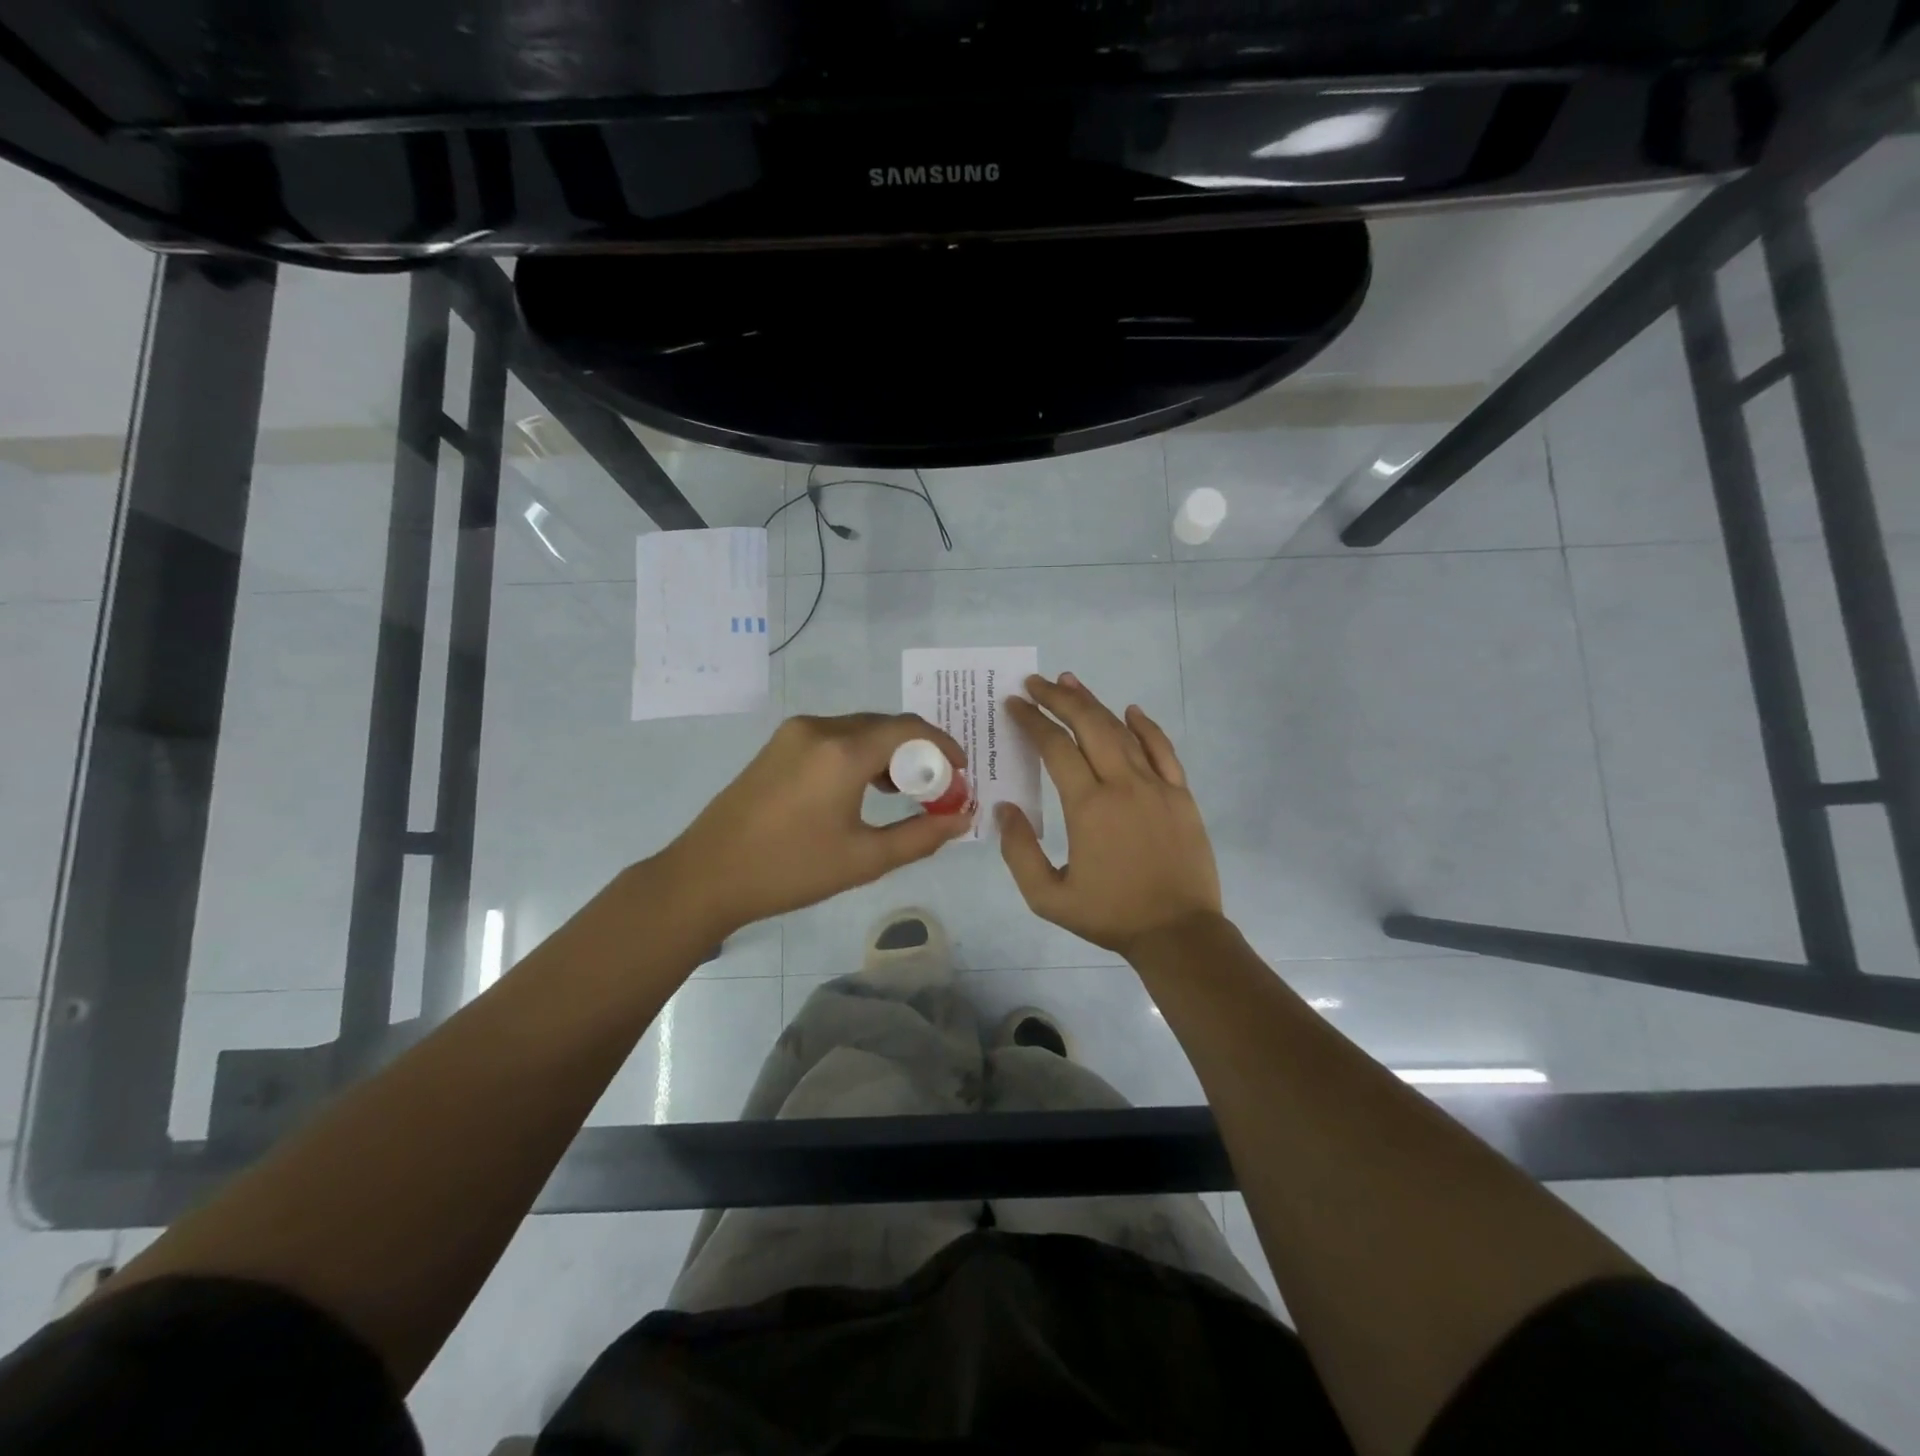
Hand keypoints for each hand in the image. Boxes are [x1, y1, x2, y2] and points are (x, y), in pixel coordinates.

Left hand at [654, 713, 972, 936]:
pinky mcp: (778, 744)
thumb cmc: (791, 870)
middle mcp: (820, 728)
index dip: (943, 746)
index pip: (910, 729)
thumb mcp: (864, 859)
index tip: (961, 773)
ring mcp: (794, 733)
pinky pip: (834, 736)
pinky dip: (859, 753)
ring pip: (859, 729)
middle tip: (935, 788)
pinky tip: (864, 787)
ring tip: (903, 792)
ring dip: (888, 752)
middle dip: (918, 751)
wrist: (707, 875)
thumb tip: (963, 819)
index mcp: (842, 751)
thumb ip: (921, 835)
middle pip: (885, 725)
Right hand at [998, 673, 1221, 956]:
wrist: (1178, 933)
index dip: (1032, 721)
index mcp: (1089, 806)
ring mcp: (1157, 786)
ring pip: (1122, 731)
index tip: (1015, 704)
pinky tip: (1131, 711)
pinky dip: (1145, 726)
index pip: (1055, 747)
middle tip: (1036, 683)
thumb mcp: (1048, 897)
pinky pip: (1162, 749)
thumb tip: (1004, 808)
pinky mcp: (1181, 795)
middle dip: (1059, 698)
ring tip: (1071, 683)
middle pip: (1088, 726)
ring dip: (1094, 704)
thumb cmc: (1110, 915)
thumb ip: (1019, 851)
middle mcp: (1123, 784)